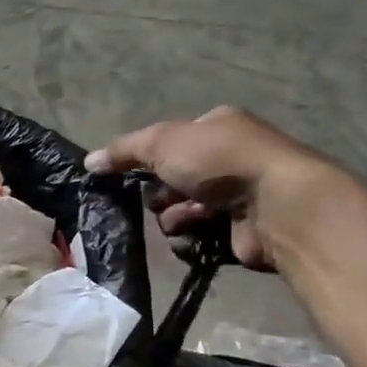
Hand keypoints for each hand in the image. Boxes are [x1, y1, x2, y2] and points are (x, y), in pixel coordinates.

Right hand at [85, 107, 334, 270]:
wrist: (278, 205)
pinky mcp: (240, 232)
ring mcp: (238, 196)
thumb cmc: (220, 161)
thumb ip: (123, 151)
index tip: (137, 172)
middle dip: (162, 193)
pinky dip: (191, 239)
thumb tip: (88, 162)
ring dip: (175, 217)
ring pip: (180, 210)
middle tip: (165, 197)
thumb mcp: (162, 142)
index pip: (170, 142)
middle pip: (171, 180)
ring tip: (189, 218)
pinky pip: (197, 237)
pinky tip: (198, 236)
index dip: (150, 158)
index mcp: (217, 127)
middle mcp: (229, 158)